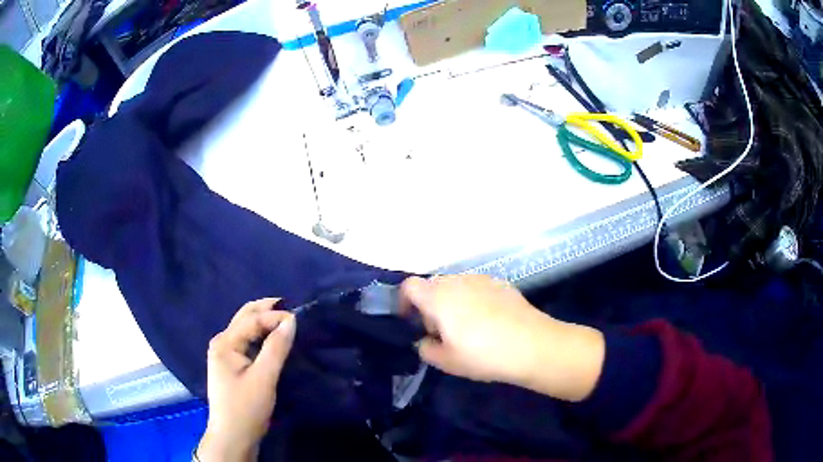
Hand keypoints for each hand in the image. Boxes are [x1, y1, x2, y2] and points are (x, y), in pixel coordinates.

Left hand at [197, 299, 295, 461]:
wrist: (233, 436)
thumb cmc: (246, 407)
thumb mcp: (263, 378)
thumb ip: (276, 348)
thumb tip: (291, 320)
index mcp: (225, 342)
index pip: (252, 319)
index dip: (275, 316)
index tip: (300, 319)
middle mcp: (222, 342)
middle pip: (245, 318)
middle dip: (267, 310)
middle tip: (292, 307)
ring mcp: (225, 354)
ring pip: (246, 329)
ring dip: (265, 322)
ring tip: (287, 321)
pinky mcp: (232, 365)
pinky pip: (247, 343)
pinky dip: (261, 336)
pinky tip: (274, 339)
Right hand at [399, 275, 604, 401]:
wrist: (533, 345)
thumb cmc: (483, 354)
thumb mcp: (447, 362)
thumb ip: (426, 349)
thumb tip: (426, 340)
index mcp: (438, 297)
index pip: (410, 286)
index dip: (404, 301)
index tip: (411, 321)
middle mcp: (458, 281)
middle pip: (434, 286)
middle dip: (430, 306)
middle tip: (441, 332)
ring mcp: (482, 279)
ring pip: (457, 286)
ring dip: (452, 302)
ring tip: (466, 328)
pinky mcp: (502, 283)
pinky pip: (477, 288)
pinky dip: (474, 300)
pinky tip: (489, 322)